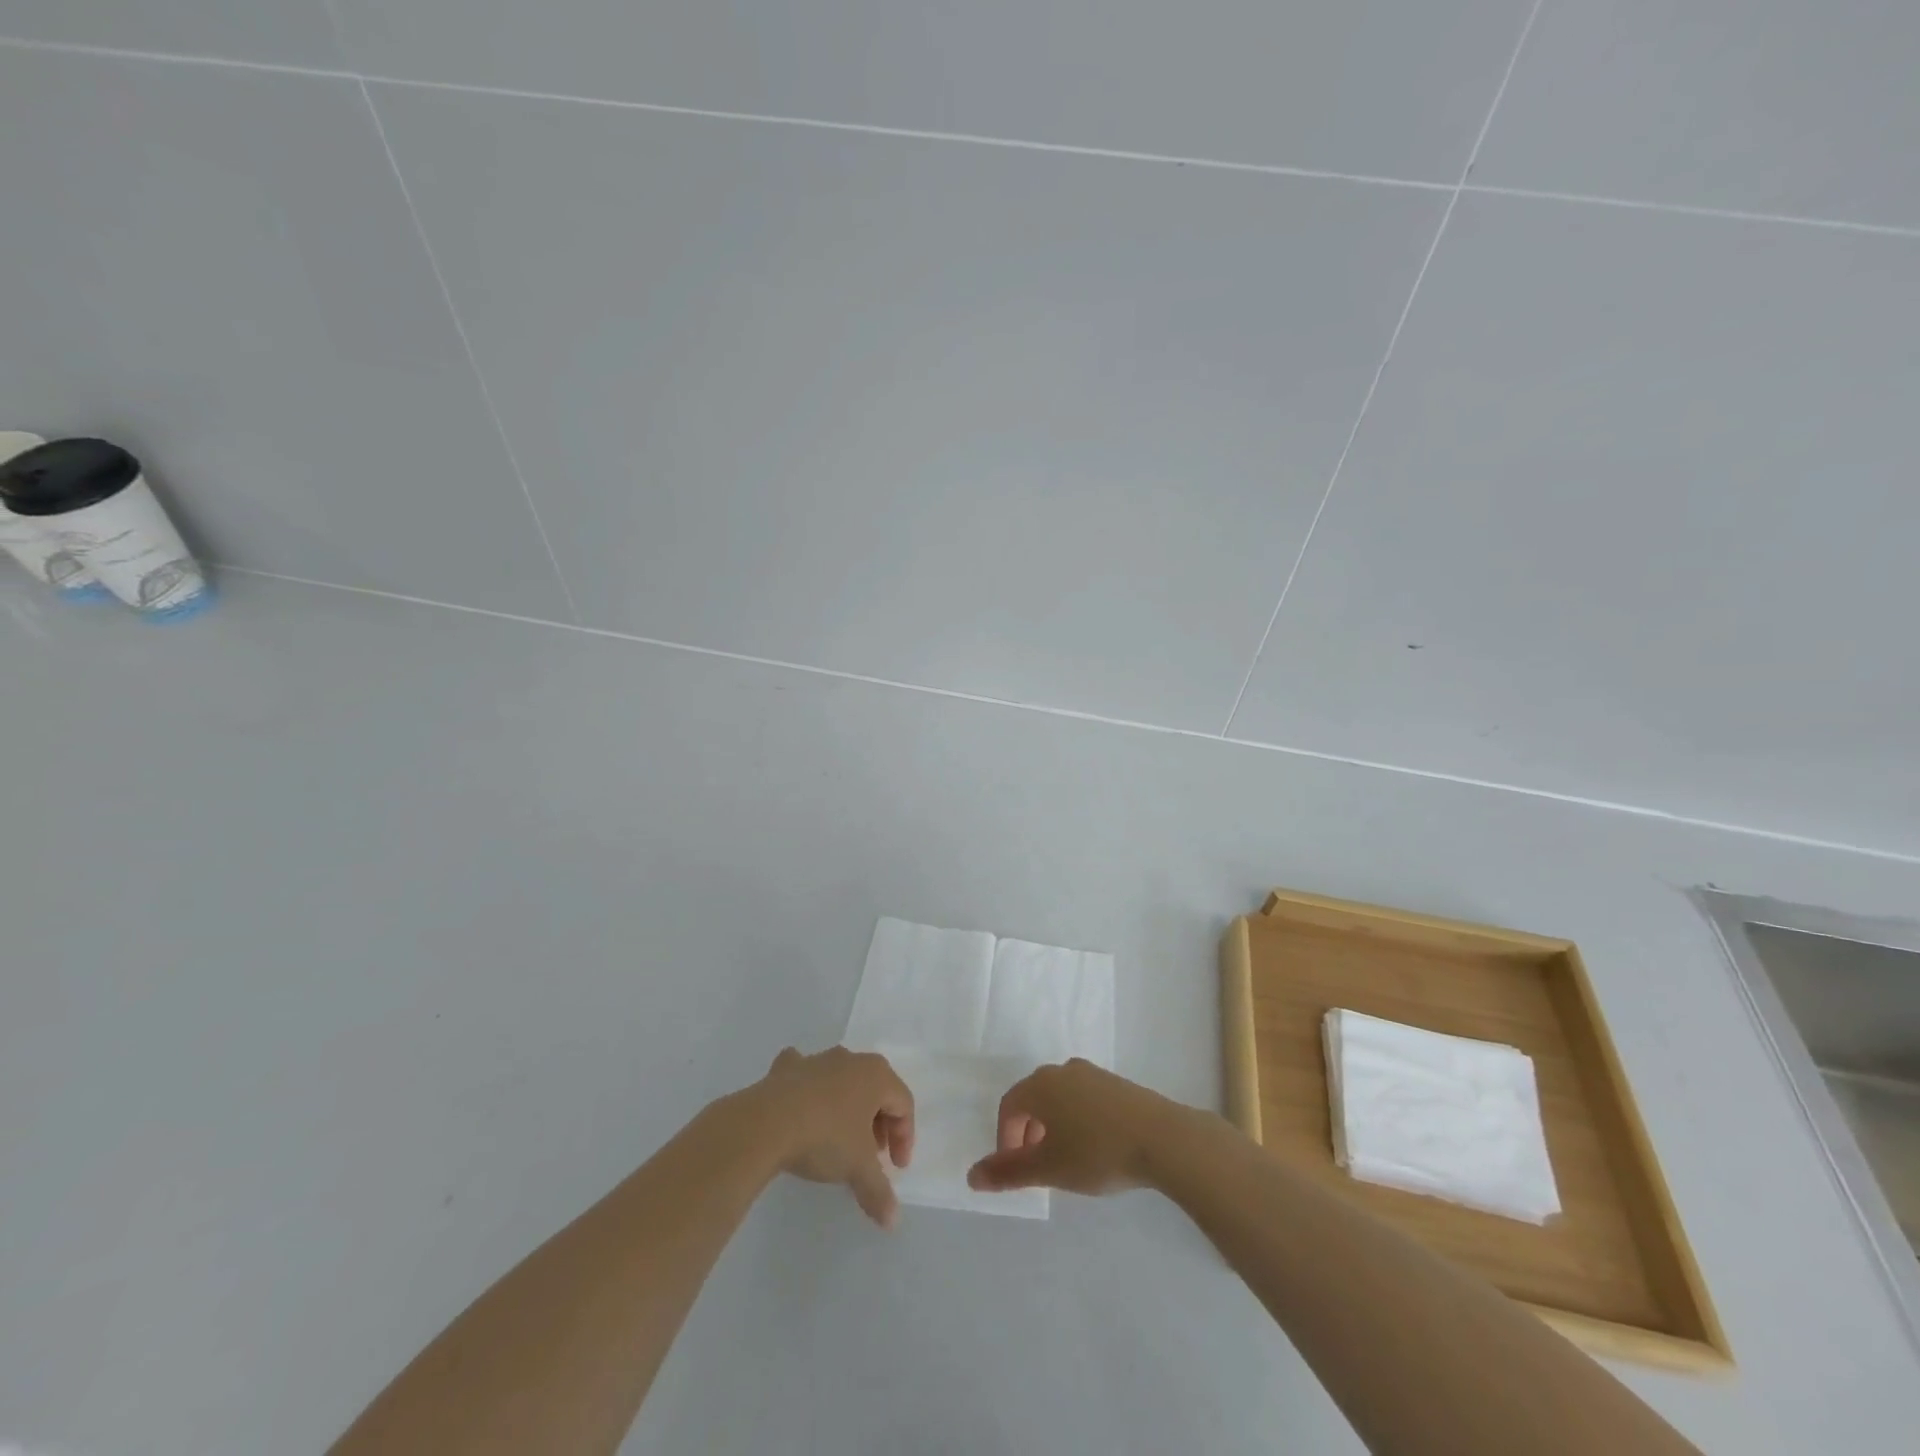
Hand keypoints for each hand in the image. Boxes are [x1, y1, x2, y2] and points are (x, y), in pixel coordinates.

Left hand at [750, 1046, 914, 1228]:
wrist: (766, 1123)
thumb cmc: (825, 1137)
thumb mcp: (858, 1168)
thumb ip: (879, 1192)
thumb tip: (892, 1220)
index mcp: (876, 1075)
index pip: (903, 1104)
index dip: (904, 1138)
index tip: (896, 1168)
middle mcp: (850, 1059)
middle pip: (875, 1090)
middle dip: (878, 1123)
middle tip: (872, 1156)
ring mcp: (817, 1060)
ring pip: (842, 1081)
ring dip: (847, 1108)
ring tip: (839, 1140)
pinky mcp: (786, 1067)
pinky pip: (805, 1075)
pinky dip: (807, 1090)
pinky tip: (800, 1109)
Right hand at [967, 1059, 1188, 1196]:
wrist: (1162, 1138)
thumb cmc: (1097, 1152)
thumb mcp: (1049, 1169)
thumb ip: (1008, 1173)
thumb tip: (971, 1176)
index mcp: (1040, 1085)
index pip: (1009, 1106)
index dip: (1005, 1138)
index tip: (1015, 1170)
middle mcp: (1062, 1070)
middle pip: (1033, 1098)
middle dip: (1028, 1132)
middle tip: (1038, 1167)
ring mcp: (1092, 1073)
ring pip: (1059, 1098)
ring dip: (1053, 1126)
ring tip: (1066, 1159)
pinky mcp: (1116, 1083)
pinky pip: (1083, 1098)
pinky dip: (1077, 1120)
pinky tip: (1094, 1147)